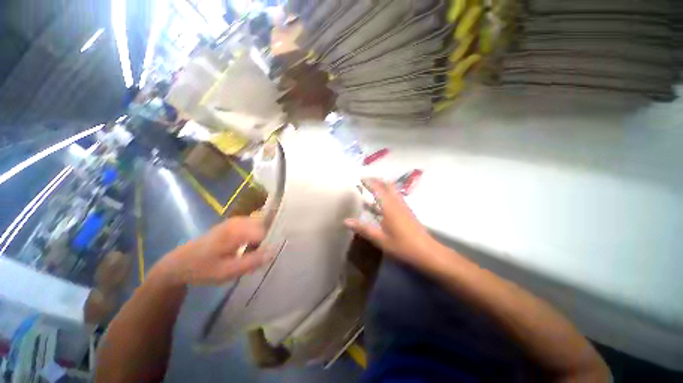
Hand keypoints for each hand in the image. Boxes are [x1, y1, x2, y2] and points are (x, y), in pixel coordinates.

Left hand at [162, 217, 271, 284]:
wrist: (179, 263)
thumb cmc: (203, 268)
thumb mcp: (227, 271)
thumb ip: (252, 261)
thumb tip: (274, 251)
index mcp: (237, 231)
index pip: (266, 232)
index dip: (271, 243)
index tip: (270, 256)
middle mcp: (239, 221)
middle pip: (265, 226)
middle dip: (268, 239)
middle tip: (263, 256)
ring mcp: (237, 220)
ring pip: (261, 225)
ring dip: (263, 238)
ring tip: (257, 253)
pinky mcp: (234, 223)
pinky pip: (254, 226)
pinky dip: (257, 236)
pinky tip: (250, 248)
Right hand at [345, 179, 440, 269]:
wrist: (427, 252)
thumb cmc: (402, 246)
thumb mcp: (380, 239)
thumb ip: (363, 229)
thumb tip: (345, 221)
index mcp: (389, 207)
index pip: (378, 189)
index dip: (369, 182)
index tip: (360, 178)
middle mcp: (397, 203)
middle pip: (388, 185)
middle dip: (377, 180)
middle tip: (366, 180)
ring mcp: (404, 206)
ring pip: (393, 190)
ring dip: (383, 185)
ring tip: (373, 187)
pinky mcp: (408, 211)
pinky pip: (396, 196)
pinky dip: (388, 193)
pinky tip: (384, 201)